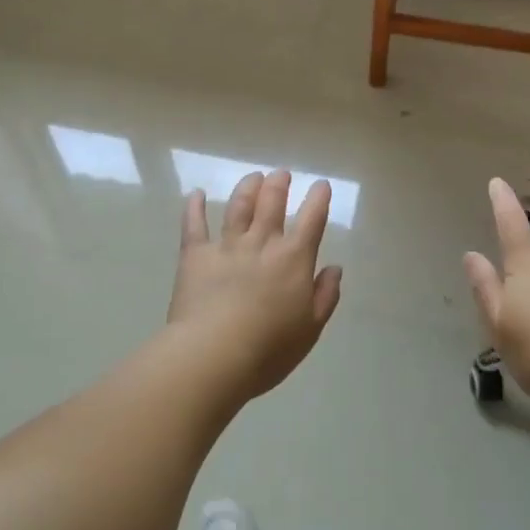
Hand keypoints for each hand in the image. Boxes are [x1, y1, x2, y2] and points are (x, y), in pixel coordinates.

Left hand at [167, 169, 343, 400]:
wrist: (213, 355)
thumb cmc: (269, 348)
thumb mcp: (310, 328)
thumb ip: (325, 295)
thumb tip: (335, 268)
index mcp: (293, 259)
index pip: (312, 219)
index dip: (318, 199)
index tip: (321, 185)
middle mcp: (262, 243)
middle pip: (272, 203)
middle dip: (279, 184)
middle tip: (281, 174)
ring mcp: (226, 246)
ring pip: (238, 207)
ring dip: (248, 188)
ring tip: (253, 177)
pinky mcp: (195, 256)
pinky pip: (194, 225)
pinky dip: (195, 207)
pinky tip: (197, 194)